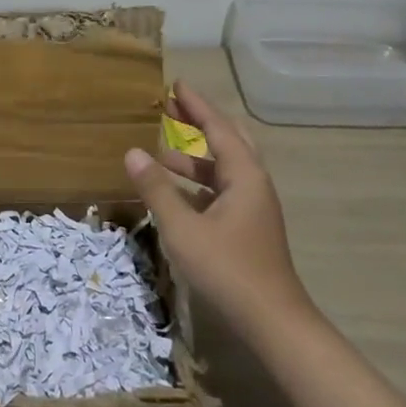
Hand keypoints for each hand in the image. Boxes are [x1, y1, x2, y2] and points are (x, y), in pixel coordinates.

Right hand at [124, 81, 315, 343]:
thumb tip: (133, 152)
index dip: (196, 105)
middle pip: (227, 140)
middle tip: (172, 108)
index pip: (218, 127)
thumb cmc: (227, 269)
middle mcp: (253, 184)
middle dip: (199, 123)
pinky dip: (198, 182)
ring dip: (195, 156)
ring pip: (224, 168)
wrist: (272, 322)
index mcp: (244, 176)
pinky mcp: (248, 227)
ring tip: (161, 151)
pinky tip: (175, 192)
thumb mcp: (183, 228)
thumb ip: (157, 189)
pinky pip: (221, 190)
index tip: (176, 84)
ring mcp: (253, 207)